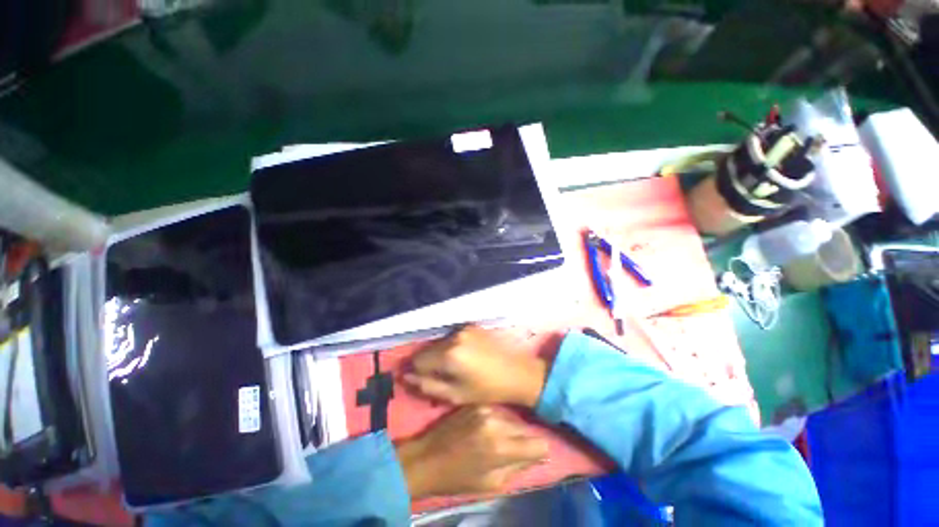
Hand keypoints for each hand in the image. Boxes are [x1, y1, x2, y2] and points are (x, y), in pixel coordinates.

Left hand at [396, 406, 548, 499]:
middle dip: (525, 439)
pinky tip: (489, 427)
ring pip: (512, 417)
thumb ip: (517, 467)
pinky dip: (498, 419)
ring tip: (500, 438)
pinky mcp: (475, 403)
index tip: (534, 455)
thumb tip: (538, 455)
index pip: (538, 444)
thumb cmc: (458, 478)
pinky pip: (497, 411)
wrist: (427, 458)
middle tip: (516, 449)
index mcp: (501, 447)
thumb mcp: (492, 484)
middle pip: (526, 428)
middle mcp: (496, 422)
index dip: (538, 451)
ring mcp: (484, 409)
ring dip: (511, 428)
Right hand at [402, 326, 548, 407]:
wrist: (516, 372)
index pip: (418, 359)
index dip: (419, 371)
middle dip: (429, 362)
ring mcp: (464, 328)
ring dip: (440, 353)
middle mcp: (454, 336)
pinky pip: (452, 336)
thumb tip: (405, 376)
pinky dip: (452, 345)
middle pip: (428, 348)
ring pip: (439, 342)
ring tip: (455, 366)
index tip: (427, 380)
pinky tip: (464, 356)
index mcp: (449, 354)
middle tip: (442, 375)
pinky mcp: (472, 325)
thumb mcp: (455, 395)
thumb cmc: (487, 389)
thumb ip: (427, 385)